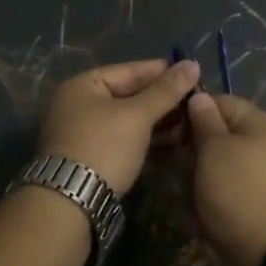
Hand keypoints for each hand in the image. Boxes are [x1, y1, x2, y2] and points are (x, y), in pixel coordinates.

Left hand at [36, 57, 200, 194]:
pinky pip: (122, 138)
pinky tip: (170, 142)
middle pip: (127, 95)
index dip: (161, 71)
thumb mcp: (137, 116)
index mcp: (82, 85)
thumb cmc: (104, 146)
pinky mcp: (89, 157)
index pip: (129, 70)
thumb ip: (166, 90)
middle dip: (161, 99)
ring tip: (188, 122)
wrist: (71, 201)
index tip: (191, 72)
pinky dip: (144, 138)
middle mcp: (78, 104)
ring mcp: (81, 132)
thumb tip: (192, 64)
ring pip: (126, 119)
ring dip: (156, 120)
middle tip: (195, 100)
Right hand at [186, 93, 265, 265]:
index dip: (193, 109)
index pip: (221, 101)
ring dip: (204, 166)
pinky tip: (201, 197)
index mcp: (261, 122)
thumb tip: (199, 96)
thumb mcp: (214, 150)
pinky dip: (217, 186)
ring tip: (183, 179)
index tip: (169, 125)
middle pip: (225, 131)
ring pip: (227, 158)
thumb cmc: (237, 191)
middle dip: (197, 141)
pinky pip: (235, 181)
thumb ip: (205, 120)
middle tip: (170, 155)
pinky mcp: (265, 197)